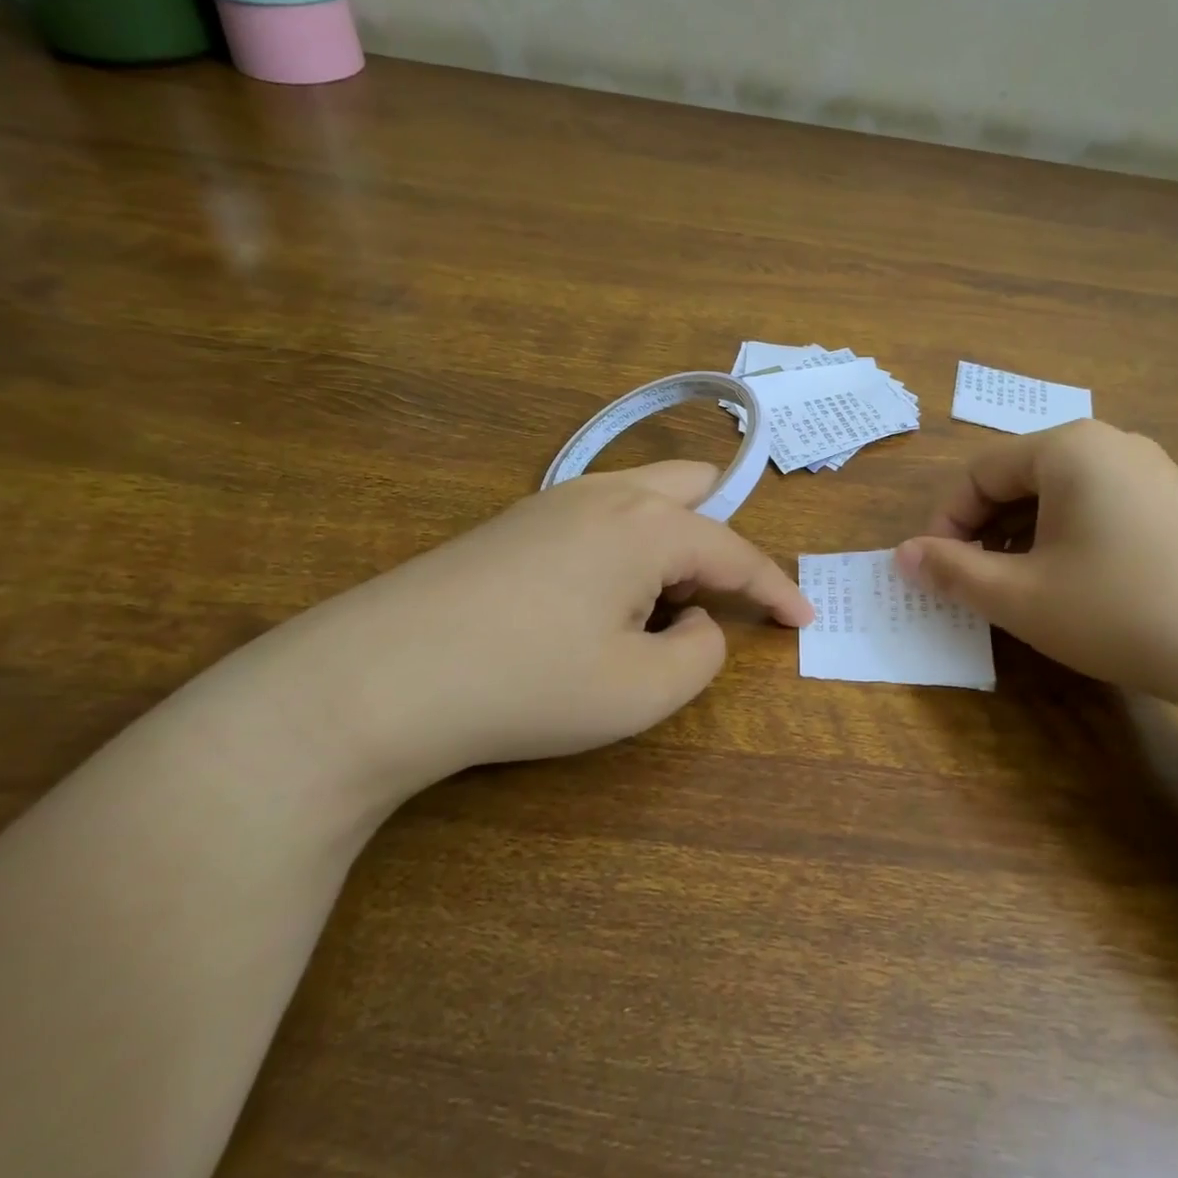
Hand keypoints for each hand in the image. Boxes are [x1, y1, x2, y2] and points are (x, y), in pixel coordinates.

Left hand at [237, 462, 812, 803]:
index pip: (737, 552)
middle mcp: (606, 494)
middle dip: (724, 538)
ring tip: (657, 610)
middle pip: (694, 487)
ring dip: (673, 542)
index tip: (804, 619)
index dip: (777, 590)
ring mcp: (553, 500)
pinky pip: (600, 516)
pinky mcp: (514, 522)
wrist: (373, 680)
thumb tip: (698, 624)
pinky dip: (627, 548)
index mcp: (649, 525)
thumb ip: (700, 654)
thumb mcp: (640, 690)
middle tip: (723, 596)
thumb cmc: (525, 684)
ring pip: (644, 497)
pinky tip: (597, 602)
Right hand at [896, 421, 1177, 716]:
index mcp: (1068, 448)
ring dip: (1027, 539)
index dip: (944, 522)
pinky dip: (1072, 543)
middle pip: (1021, 479)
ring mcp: (1157, 474)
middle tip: (976, 586)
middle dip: (986, 531)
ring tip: (1024, 592)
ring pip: (1064, 497)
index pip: (978, 472)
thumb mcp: (1023, 597)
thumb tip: (902, 555)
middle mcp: (1113, 445)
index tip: (935, 573)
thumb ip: (953, 572)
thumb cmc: (1125, 611)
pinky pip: (1105, 511)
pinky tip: (1083, 590)